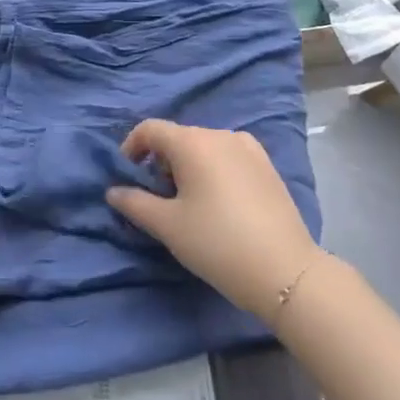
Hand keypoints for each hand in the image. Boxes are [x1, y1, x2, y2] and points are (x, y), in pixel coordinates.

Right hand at [108, 120, 320, 323]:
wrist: (285, 270)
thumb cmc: (217, 243)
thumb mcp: (168, 226)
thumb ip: (135, 203)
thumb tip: (113, 191)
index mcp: (193, 142)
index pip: (150, 129)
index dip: (131, 148)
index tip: (127, 177)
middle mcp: (221, 134)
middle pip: (178, 137)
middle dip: (161, 162)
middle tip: (158, 199)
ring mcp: (249, 148)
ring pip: (205, 147)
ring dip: (188, 167)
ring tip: (189, 204)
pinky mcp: (267, 166)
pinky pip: (228, 157)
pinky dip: (214, 170)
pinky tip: (219, 204)